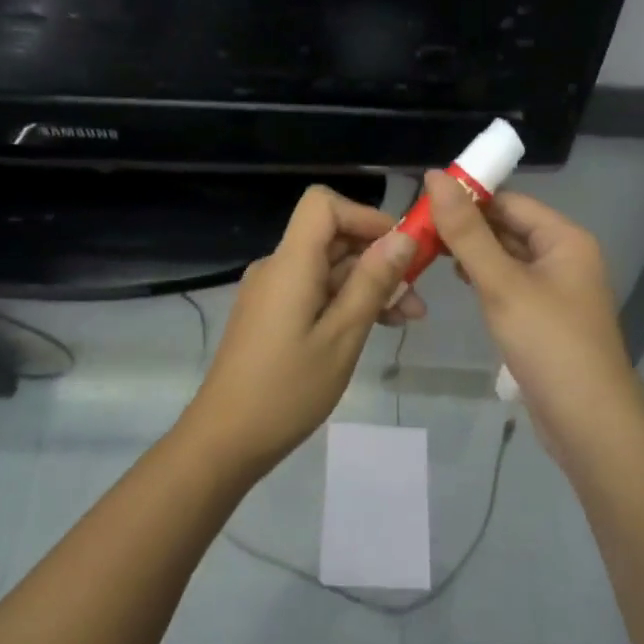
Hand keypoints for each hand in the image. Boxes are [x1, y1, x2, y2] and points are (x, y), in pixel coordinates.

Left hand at [181, 186, 419, 474]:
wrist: (225, 439)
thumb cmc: (288, 389)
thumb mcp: (343, 336)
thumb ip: (372, 283)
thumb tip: (403, 237)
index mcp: (291, 263)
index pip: (323, 204)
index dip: (365, 215)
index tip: (400, 247)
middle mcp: (278, 267)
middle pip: (331, 236)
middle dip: (378, 257)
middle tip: (418, 294)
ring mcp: (272, 292)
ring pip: (327, 268)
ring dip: (368, 284)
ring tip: (408, 318)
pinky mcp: (271, 315)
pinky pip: (314, 291)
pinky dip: (345, 301)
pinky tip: (375, 326)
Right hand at [424, 171, 643, 464]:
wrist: (589, 422)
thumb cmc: (548, 344)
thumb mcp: (502, 283)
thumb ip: (467, 232)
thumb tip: (435, 176)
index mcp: (564, 238)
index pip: (509, 201)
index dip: (468, 196)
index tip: (421, 199)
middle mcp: (564, 256)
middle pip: (508, 227)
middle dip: (466, 226)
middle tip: (415, 227)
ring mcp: (556, 288)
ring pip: (507, 256)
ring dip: (471, 252)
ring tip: (425, 249)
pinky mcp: (545, 317)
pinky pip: (510, 283)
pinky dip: (484, 277)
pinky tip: (457, 280)